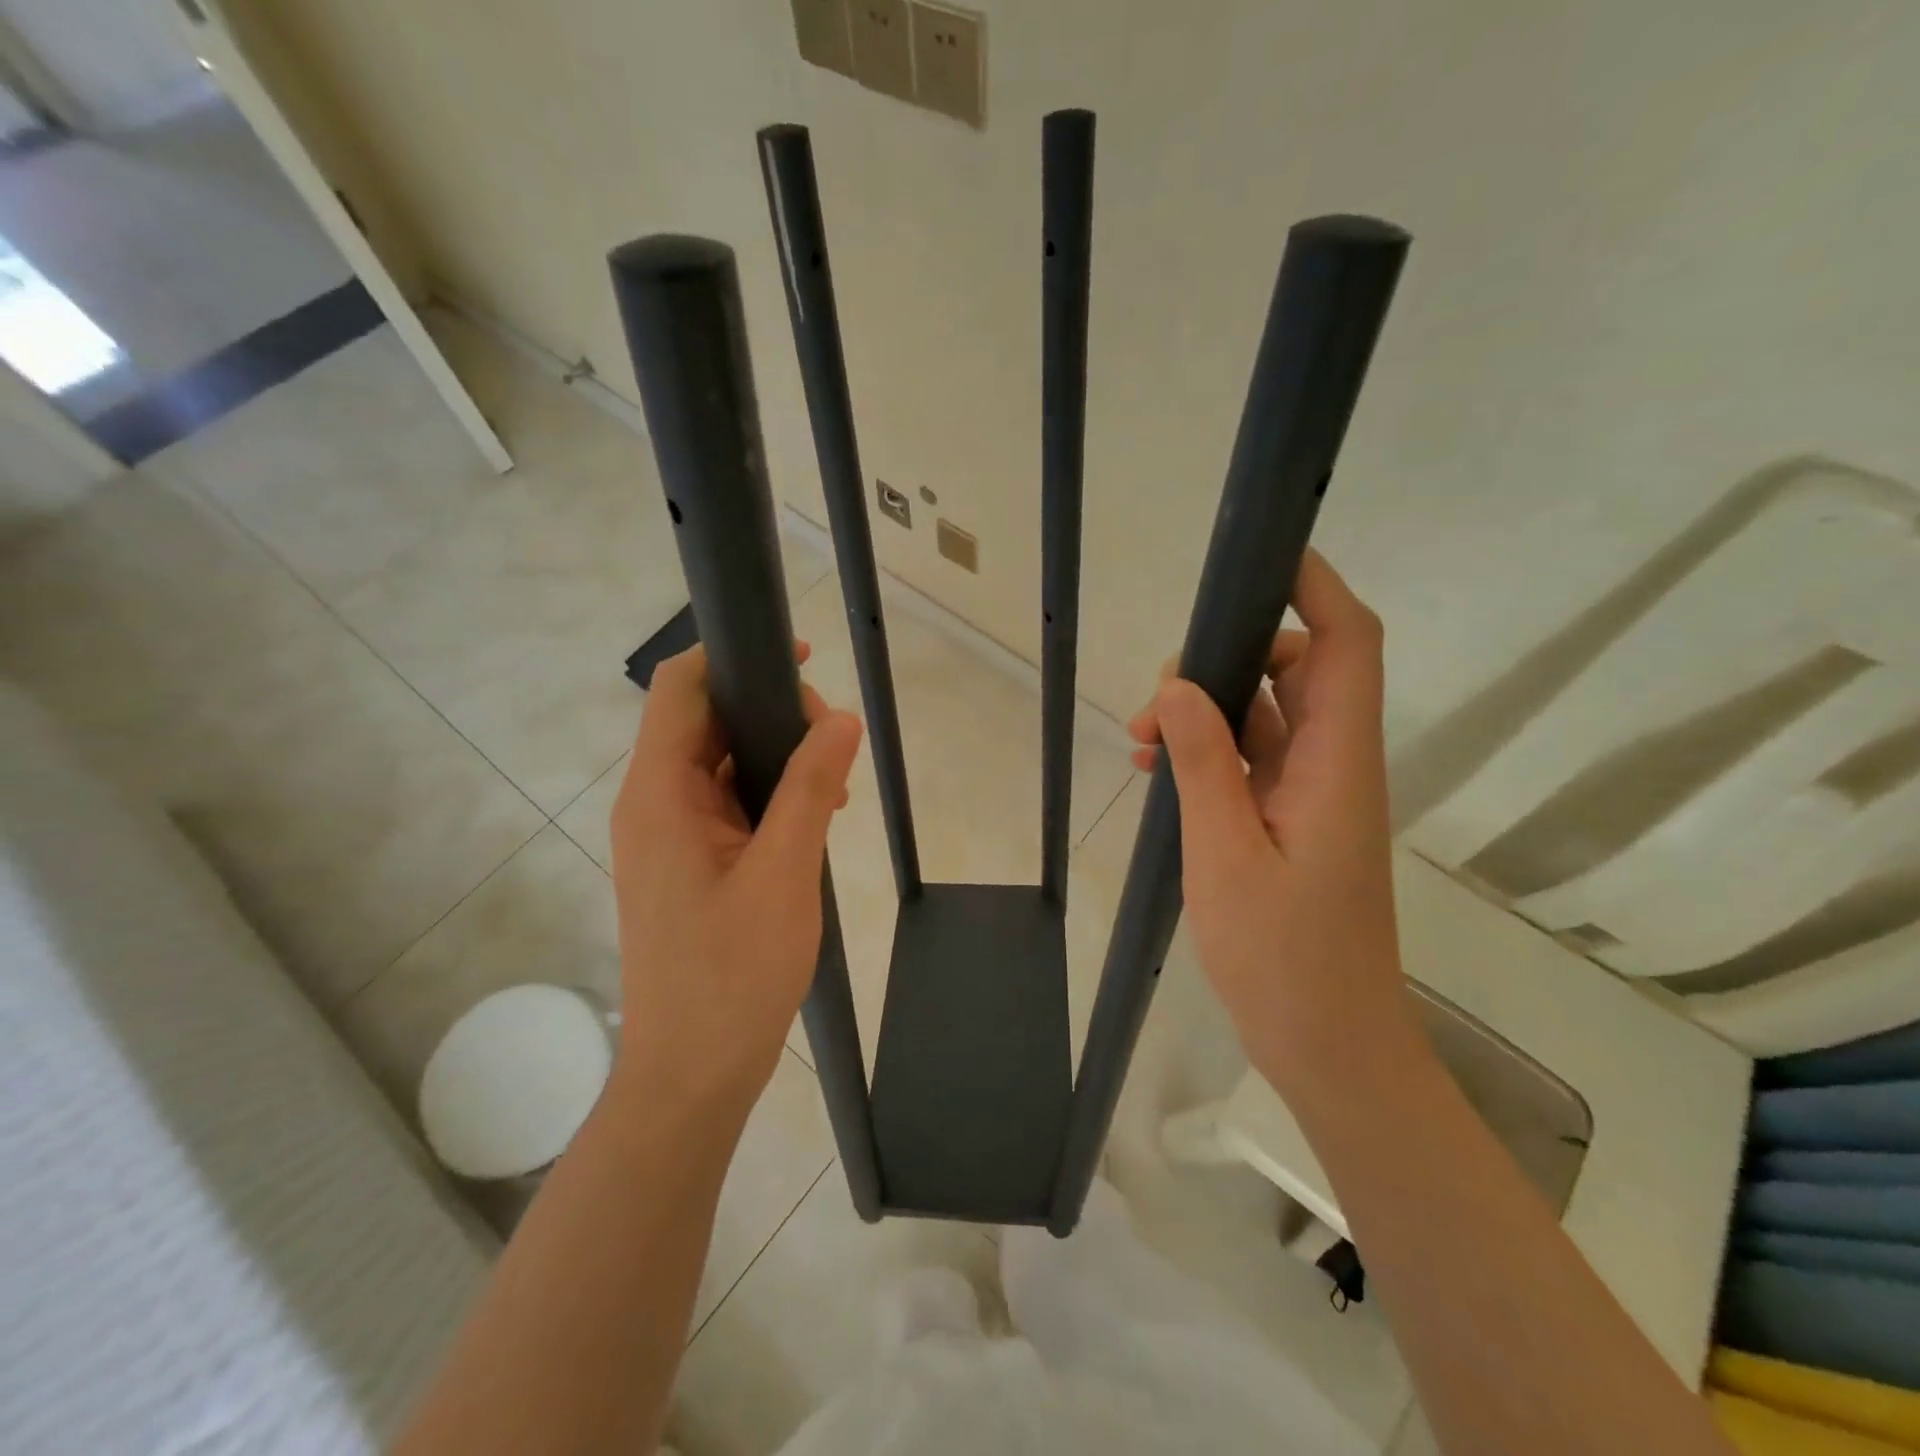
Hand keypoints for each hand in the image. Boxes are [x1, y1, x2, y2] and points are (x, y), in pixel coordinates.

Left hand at [609, 643, 862, 1121]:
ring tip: (835, 787)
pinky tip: (815, 820)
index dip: (733, 656)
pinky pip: (727, 805)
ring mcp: (668, 837)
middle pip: (706, 721)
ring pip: (721, 764)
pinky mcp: (687, 865)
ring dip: (777, 759)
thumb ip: (810, 787)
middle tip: (834, 743)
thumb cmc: (733, 974)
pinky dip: (769, 796)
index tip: (800, 659)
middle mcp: (653, 804)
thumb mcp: (784, 872)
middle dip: (772, 713)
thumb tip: (840, 718)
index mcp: (660, 793)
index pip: (680, 688)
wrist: (692, 1074)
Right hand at [1128, 550, 1412, 1097]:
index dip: (1316, 589)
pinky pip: (1251, 760)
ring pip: (1267, 716)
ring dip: (1208, 712)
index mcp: (1337, 762)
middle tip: (1157, 700)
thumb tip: (1179, 686)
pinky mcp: (1290, 822)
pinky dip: (1209, 753)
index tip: (1260, 557)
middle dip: (1228, 661)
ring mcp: (1312, 795)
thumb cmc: (1284, 958)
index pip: (1346, 645)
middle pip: (1299, 671)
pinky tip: (1158, 772)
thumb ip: (1205, 764)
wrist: (1330, 1046)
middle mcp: (1333, 765)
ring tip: (1142, 741)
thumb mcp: (1225, 855)